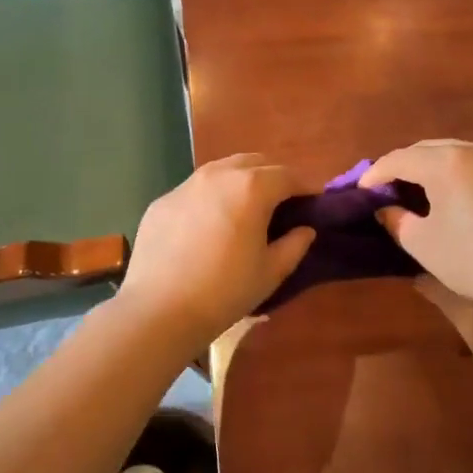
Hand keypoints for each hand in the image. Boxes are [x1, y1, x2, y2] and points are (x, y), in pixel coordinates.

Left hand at [116, 155, 315, 346]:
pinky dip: (211, 198)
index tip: (313, 203)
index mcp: (251, 187)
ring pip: (222, 170)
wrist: (159, 309)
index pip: (288, 176)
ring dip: (241, 181)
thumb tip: (305, 229)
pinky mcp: (163, 201)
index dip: (305, 187)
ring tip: (246, 208)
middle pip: (255, 162)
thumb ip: (294, 245)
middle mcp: (218, 174)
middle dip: (273, 177)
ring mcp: (186, 185)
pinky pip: (195, 190)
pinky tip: (209, 225)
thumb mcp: (270, 272)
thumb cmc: (225, 291)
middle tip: (282, 203)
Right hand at [361, 141, 472, 316]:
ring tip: (421, 189)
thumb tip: (388, 209)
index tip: (362, 189)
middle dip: (405, 165)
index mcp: (447, 162)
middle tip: (388, 186)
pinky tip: (458, 196)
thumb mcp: (423, 244)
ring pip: (458, 153)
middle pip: (429, 149)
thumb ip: (398, 220)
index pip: (400, 159)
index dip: (376, 172)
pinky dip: (462, 174)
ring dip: (435, 167)